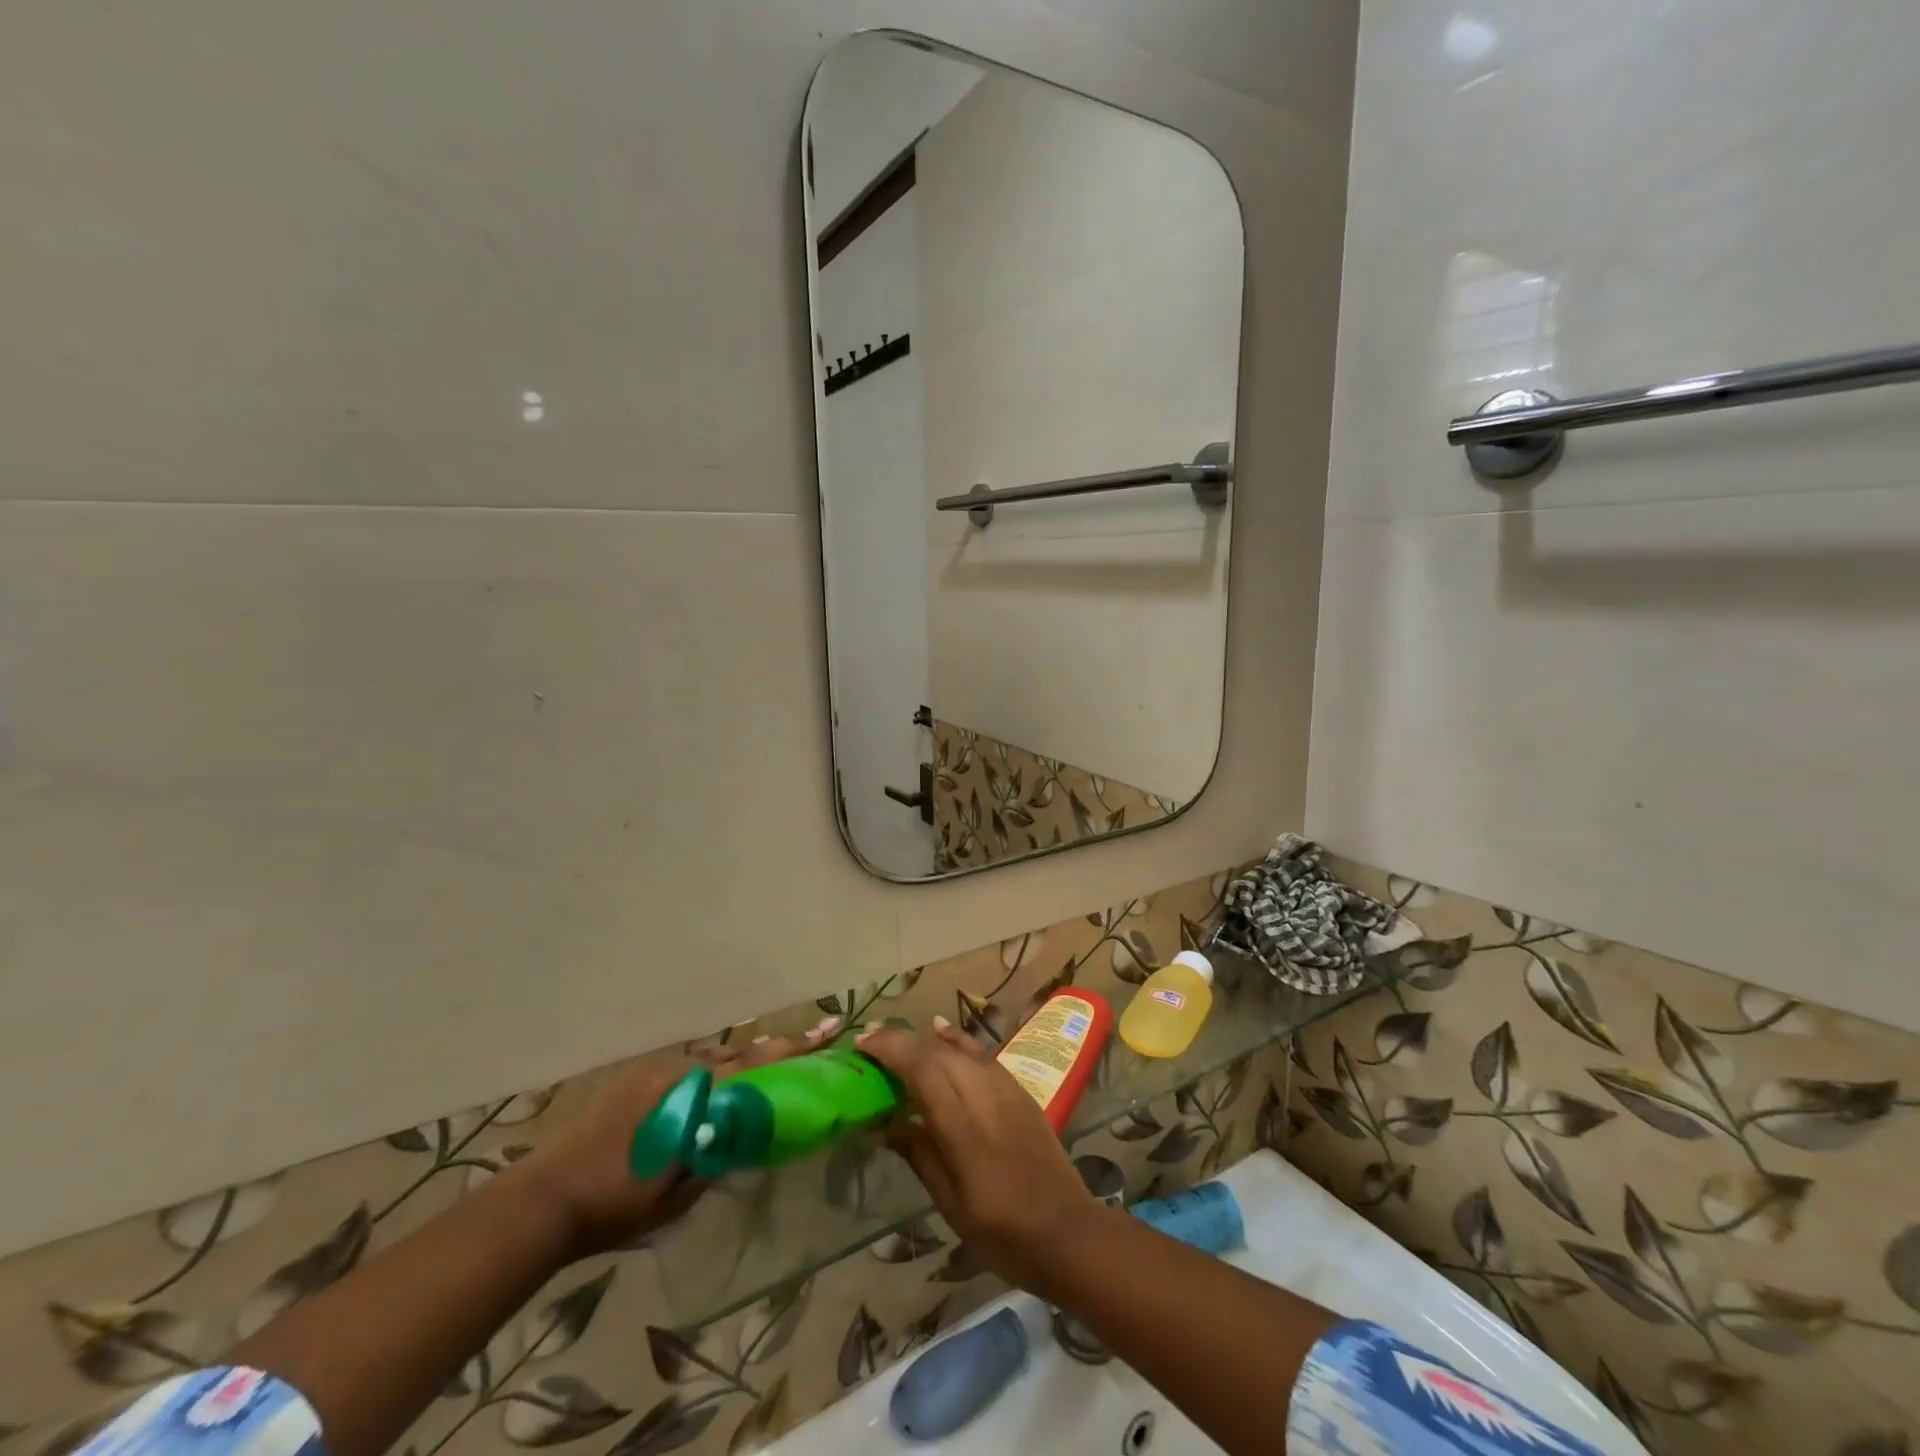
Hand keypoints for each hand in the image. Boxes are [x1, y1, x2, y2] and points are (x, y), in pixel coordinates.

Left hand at [509, 1015, 839, 1259]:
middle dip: (774, 1051)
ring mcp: (655, 1071)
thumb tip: (743, 1137)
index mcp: (694, 1097)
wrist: (544, 1199)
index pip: (756, 1068)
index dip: (793, 1052)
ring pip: (713, 1058)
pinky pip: (688, 1065)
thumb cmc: (616, 1204)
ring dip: (741, 1060)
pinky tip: (715, 1083)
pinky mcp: (636, 1077)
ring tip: (767, 1063)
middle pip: (739, 1055)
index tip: (827, 1033)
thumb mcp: (678, 1193)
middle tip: (809, 1042)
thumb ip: (716, 1155)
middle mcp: (680, 1072)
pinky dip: (710, 1069)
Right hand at [856, 1017, 1096, 1295]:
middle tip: (870, 1045)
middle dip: (901, 1041)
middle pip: (937, 1053)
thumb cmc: (1001, 1231)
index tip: (861, 1046)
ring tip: (897, 1038)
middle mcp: (983, 1095)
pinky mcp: (1019, 1089)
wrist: (1067, 1231)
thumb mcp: (950, 1203)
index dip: (890, 1050)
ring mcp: (1005, 1088)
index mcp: (962, 1127)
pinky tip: (941, 1030)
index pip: (921, 1069)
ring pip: (959, 1048)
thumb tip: (882, 1123)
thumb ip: (918, 1154)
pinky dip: (958, 1039)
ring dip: (925, 1039)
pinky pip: (982, 1053)